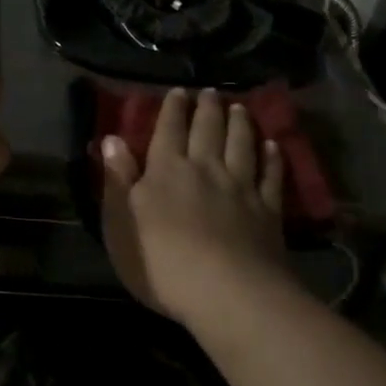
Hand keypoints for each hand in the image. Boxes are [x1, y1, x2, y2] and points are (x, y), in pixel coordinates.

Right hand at [100, 88, 293, 325]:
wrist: (228, 294)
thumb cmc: (162, 262)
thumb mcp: (121, 223)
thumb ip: (118, 180)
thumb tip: (112, 140)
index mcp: (166, 170)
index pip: (169, 130)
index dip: (172, 109)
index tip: (178, 91)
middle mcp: (205, 169)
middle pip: (208, 130)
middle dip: (207, 108)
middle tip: (211, 91)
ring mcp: (241, 188)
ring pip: (241, 145)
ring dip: (240, 124)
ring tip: (240, 108)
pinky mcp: (268, 211)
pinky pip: (271, 176)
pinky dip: (271, 158)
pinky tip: (273, 147)